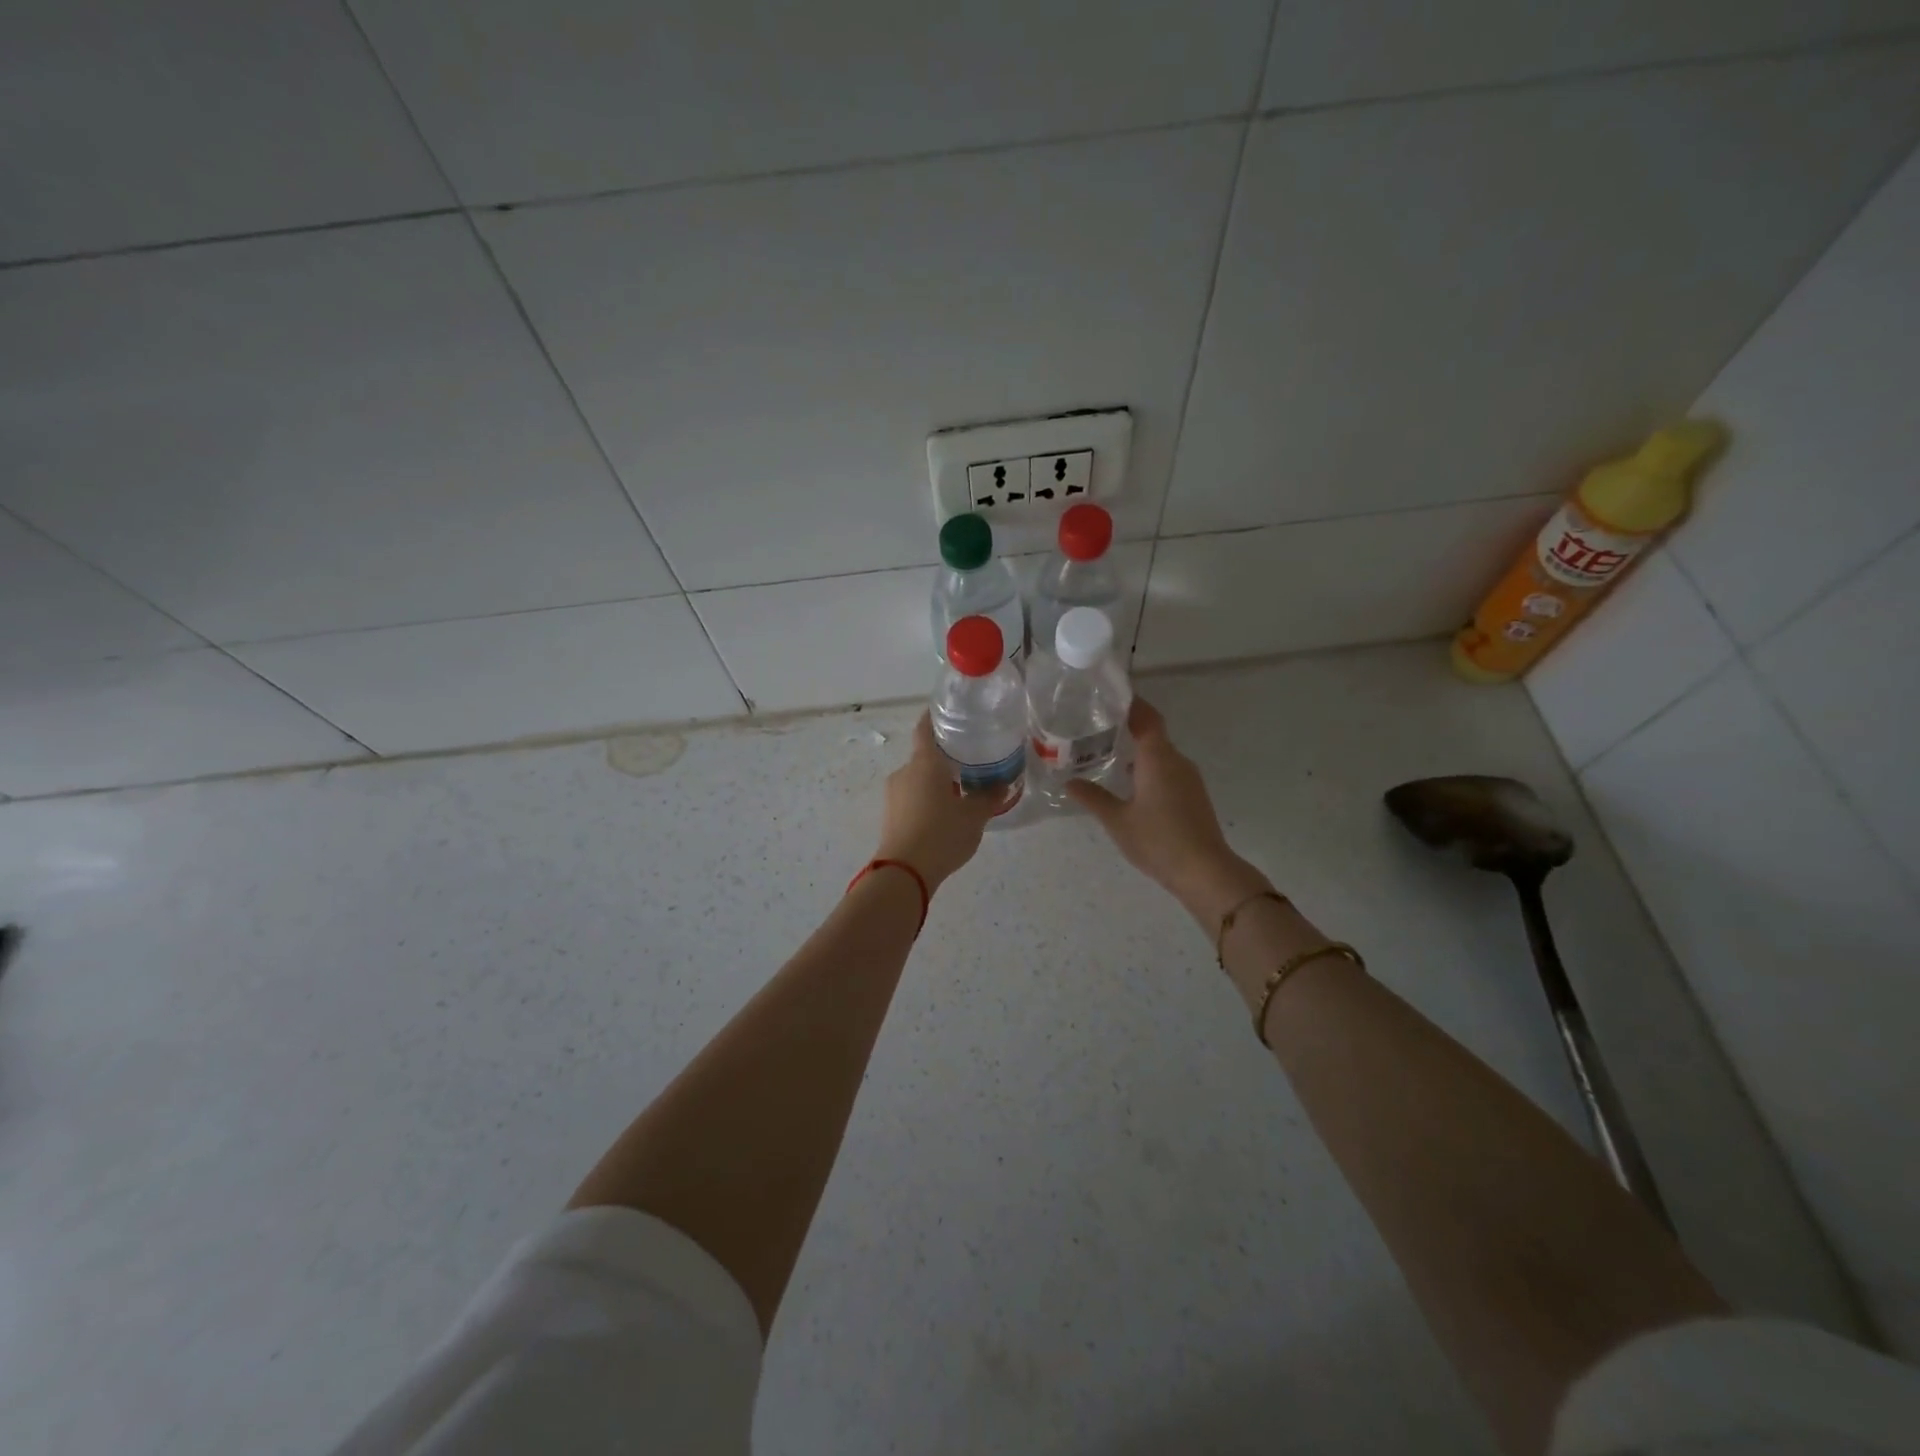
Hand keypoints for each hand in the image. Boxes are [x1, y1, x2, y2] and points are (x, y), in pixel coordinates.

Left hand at [874, 714, 1004, 890]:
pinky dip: (927, 801)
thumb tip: (1001, 783)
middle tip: (969, 763)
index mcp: (924, 762)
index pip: (926, 728)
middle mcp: (905, 772)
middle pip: (924, 757)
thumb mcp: (974, 816)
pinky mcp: (890, 816)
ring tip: (960, 793)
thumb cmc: (941, 834)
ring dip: (936, 783)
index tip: (948, 714)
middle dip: (944, 759)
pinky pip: (912, 799)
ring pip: (918, 780)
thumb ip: (988, 796)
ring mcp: (894, 795)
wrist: (903, 872)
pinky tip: (944, 816)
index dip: (935, 718)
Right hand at [1067, 698, 1269, 923]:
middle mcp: (1176, 761)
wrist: (1205, 871)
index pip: (1147, 717)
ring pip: (1160, 755)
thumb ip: (1093, 797)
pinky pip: (1168, 771)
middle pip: (1153, 734)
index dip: (1131, 703)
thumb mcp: (1117, 820)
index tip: (1109, 695)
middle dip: (1127, 727)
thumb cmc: (1158, 840)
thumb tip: (1069, 782)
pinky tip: (1129, 784)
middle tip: (1096, 727)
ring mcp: (1189, 779)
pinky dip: (1148, 768)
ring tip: (1107, 754)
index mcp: (1158, 758)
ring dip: (1138, 751)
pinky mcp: (1193, 796)